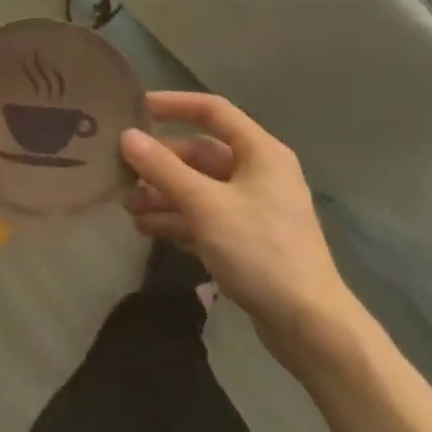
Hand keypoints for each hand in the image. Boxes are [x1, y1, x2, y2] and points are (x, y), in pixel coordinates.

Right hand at [121, 92, 363, 370]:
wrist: (310, 327)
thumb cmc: (260, 251)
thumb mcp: (205, 205)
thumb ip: (163, 169)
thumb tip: (126, 136)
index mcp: (260, 152)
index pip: (212, 111)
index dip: (174, 104)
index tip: (136, 109)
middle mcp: (258, 172)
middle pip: (200, 154)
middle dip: (160, 163)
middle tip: (121, 171)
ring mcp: (253, 208)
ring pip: (199, 187)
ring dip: (163, 193)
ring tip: (127, 206)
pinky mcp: (247, 240)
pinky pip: (204, 216)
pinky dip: (177, 218)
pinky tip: (146, 227)